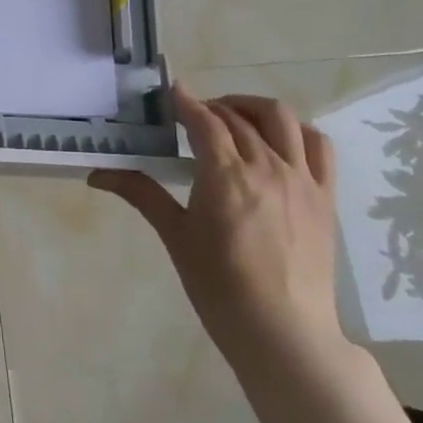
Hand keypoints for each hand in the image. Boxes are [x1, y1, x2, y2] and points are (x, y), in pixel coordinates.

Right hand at [91, 83, 347, 378]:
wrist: (282, 331)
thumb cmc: (218, 286)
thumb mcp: (175, 236)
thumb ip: (141, 193)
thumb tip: (97, 174)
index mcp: (225, 175)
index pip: (204, 120)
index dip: (184, 101)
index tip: (169, 90)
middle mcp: (266, 166)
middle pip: (237, 117)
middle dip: (210, 107)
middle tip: (188, 118)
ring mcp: (301, 179)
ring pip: (282, 119)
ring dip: (252, 108)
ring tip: (233, 118)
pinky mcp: (325, 196)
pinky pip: (319, 146)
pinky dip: (297, 131)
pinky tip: (278, 140)